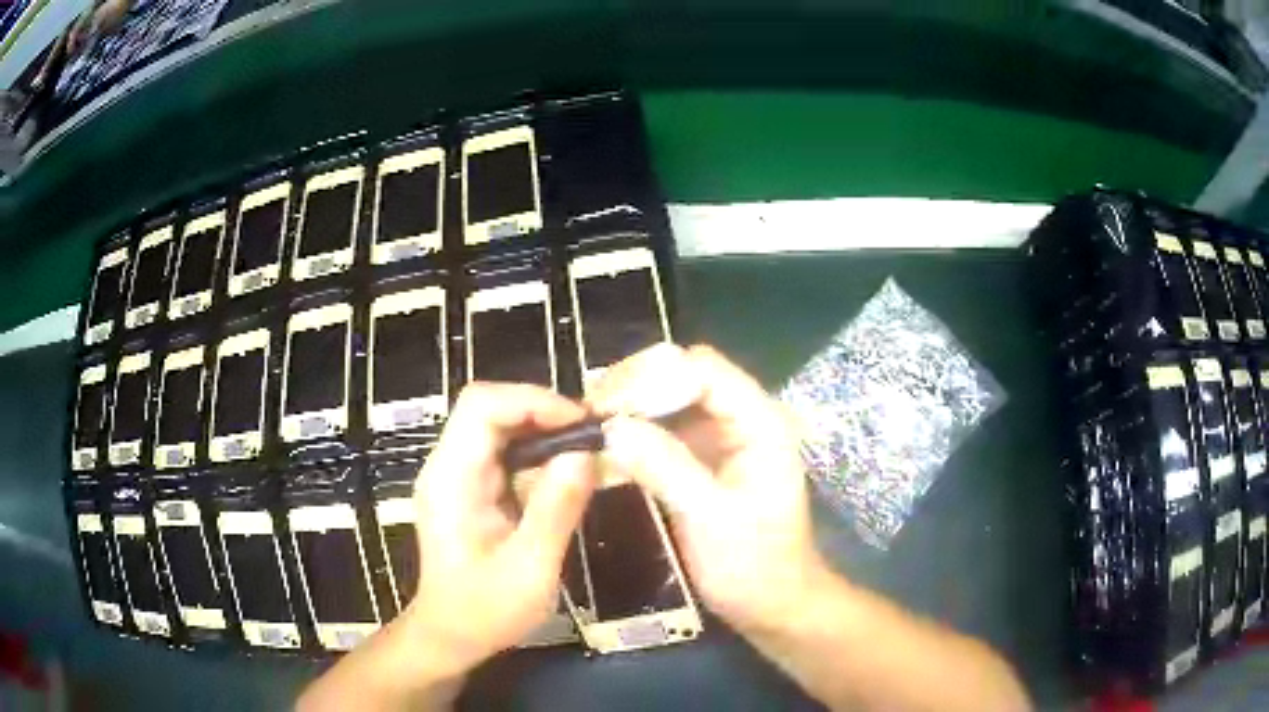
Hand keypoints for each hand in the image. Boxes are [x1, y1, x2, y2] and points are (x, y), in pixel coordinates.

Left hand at [405, 383, 595, 677]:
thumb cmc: (485, 611)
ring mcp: (457, 476)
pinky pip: (503, 452)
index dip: (533, 401)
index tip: (581, 423)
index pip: (482, 406)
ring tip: (587, 449)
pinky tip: (566, 472)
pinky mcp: (470, 489)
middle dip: (544, 412)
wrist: (451, 636)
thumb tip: (586, 452)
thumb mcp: (530, 568)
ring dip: (544, 430)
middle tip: (593, 434)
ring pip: (499, 426)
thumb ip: (556, 509)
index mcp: (452, 479)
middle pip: (490, 408)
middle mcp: (448, 466)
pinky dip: (538, 452)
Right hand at [591, 345, 827, 634]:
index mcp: (759, 423)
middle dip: (636, 387)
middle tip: (588, 413)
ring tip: (589, 425)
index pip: (703, 370)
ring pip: (670, 399)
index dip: (652, 377)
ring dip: (631, 407)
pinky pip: (664, 429)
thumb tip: (611, 427)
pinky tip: (606, 446)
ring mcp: (722, 437)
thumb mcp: (710, 518)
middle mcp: (742, 418)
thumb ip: (665, 467)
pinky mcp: (703, 458)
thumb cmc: (753, 565)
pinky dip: (635, 432)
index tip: (604, 405)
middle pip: (684, 375)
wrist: (771, 603)